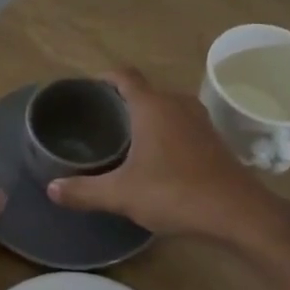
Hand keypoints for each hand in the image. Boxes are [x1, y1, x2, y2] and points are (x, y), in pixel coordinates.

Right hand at [47, 68, 289, 245]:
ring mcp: (200, 121)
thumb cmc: (175, 193)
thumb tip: (51, 189)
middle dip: (121, 101)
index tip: (87, 90)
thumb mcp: (122, 194)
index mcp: (152, 106)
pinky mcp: (213, 141)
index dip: (104, 78)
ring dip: (145, 117)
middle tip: (97, 120)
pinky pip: (181, 125)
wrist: (238, 213)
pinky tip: (155, 158)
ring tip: (123, 138)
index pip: (124, 76)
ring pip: (165, 108)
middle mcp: (177, 104)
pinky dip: (165, 132)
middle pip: (144, 91)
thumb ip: (84, 191)